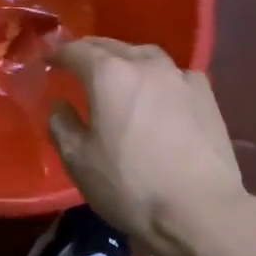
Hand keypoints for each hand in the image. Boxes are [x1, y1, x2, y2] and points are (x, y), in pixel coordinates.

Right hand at [47, 38, 246, 242]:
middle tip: (77, 63)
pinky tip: (158, 93)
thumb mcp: (79, 161)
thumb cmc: (130, 186)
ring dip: (126, 59)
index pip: (76, 51)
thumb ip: (62, 125)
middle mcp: (145, 64)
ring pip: (145, 55)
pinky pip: (174, 74)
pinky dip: (158, 77)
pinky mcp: (206, 95)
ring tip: (118, 74)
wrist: (200, 210)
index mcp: (108, 75)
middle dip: (91, 52)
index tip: (48, 61)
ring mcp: (180, 77)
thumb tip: (60, 105)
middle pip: (111, 46)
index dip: (58, 54)